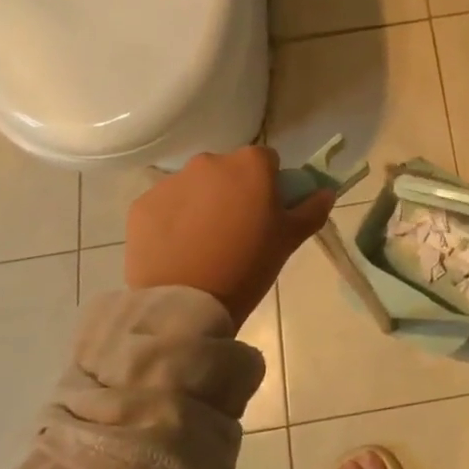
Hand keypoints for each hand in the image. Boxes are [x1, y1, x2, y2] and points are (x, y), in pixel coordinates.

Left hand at [123, 147, 334, 324]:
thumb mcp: (289, 240)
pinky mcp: (142, 205)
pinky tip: (177, 250)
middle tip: (236, 231)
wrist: (186, 306)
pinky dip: (171, 221)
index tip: (266, 214)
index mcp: (250, 165)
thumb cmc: (248, 266)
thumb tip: (326, 191)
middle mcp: (209, 162)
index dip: (269, 185)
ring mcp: (172, 182)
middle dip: (232, 192)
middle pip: (227, 171)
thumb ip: (311, 209)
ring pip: (194, 187)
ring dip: (201, 204)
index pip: (266, 162)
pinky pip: (164, 206)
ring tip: (203, 244)